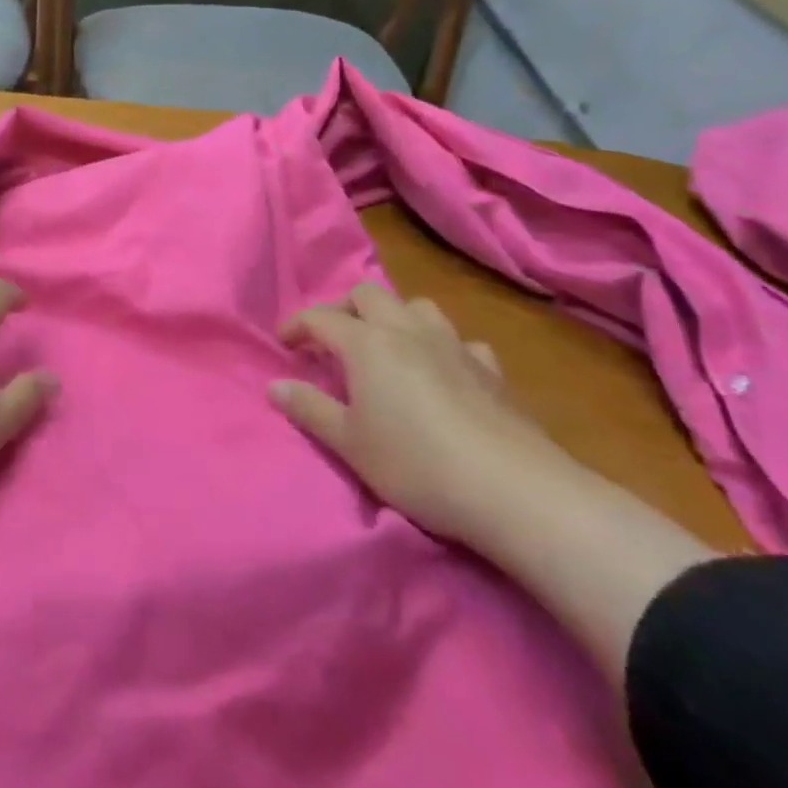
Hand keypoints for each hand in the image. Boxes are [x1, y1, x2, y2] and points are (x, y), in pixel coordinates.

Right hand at [269, 285, 563, 543]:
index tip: (284, 343)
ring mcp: (454, 345)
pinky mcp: (491, 369)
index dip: (297, 325)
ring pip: (417, 306)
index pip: (321, 317)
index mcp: (367, 343)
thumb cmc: (415, 464)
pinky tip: (444, 372)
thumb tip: (275, 386)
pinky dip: (442, 347)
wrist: (513, 491)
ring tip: (386, 346)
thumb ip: (309, 409)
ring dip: (394, 317)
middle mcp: (407, 331)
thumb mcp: (349, 444)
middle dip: (343, 309)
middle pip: (368, 295)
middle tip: (331, 339)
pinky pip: (460, 341)